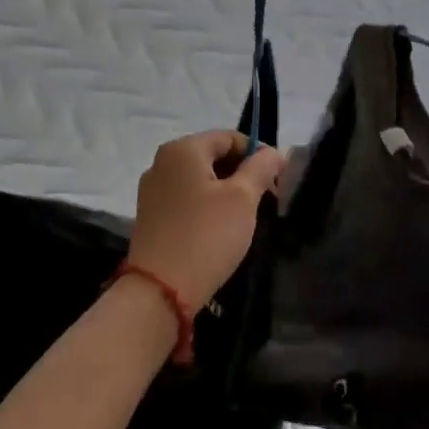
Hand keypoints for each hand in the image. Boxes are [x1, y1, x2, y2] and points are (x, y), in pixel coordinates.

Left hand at [129, 131, 281, 311]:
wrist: (160, 290)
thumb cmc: (206, 235)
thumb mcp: (242, 199)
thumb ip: (260, 168)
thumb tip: (272, 152)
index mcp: (182, 149)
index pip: (228, 137)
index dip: (257, 153)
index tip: (278, 178)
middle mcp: (162, 162)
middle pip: (212, 156)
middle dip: (242, 173)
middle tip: (267, 199)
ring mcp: (152, 190)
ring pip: (199, 179)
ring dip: (226, 191)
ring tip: (247, 216)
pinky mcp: (150, 216)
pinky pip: (186, 199)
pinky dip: (207, 206)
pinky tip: (221, 228)